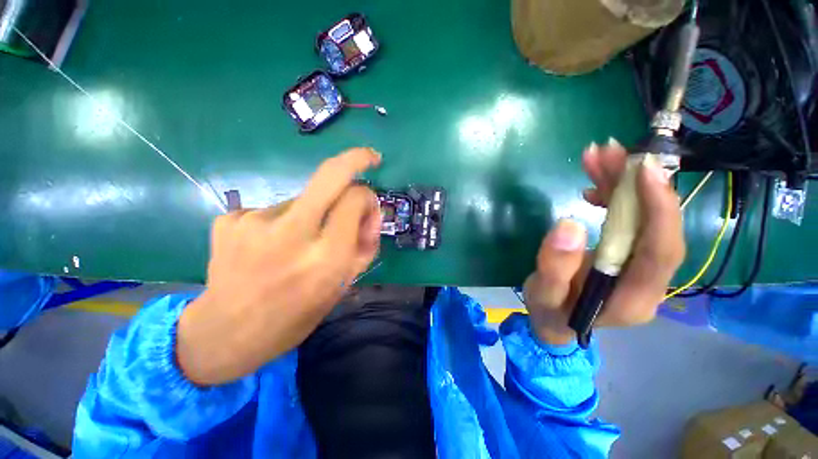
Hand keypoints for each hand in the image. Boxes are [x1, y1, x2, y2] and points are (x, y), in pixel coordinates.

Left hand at [177, 148, 382, 385]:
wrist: (226, 333)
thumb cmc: (296, 315)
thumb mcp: (343, 285)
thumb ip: (365, 245)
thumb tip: (370, 211)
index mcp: (326, 258)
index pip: (355, 200)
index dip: (367, 196)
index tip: (368, 202)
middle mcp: (292, 234)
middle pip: (329, 176)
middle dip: (354, 159)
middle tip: (369, 156)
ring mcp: (255, 222)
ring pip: (304, 197)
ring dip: (314, 210)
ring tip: (298, 242)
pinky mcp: (230, 219)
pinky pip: (275, 209)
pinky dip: (284, 220)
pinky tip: (271, 245)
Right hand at [523, 140, 685, 344]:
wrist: (555, 321)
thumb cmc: (549, 312)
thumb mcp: (543, 294)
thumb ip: (554, 267)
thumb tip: (569, 225)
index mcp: (632, 297)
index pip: (660, 251)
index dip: (659, 209)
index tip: (642, 169)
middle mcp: (646, 280)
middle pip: (656, 227)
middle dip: (636, 184)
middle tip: (608, 151)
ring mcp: (638, 266)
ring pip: (644, 218)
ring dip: (623, 183)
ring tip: (598, 157)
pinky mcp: (626, 254)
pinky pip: (629, 220)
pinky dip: (614, 196)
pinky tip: (594, 185)